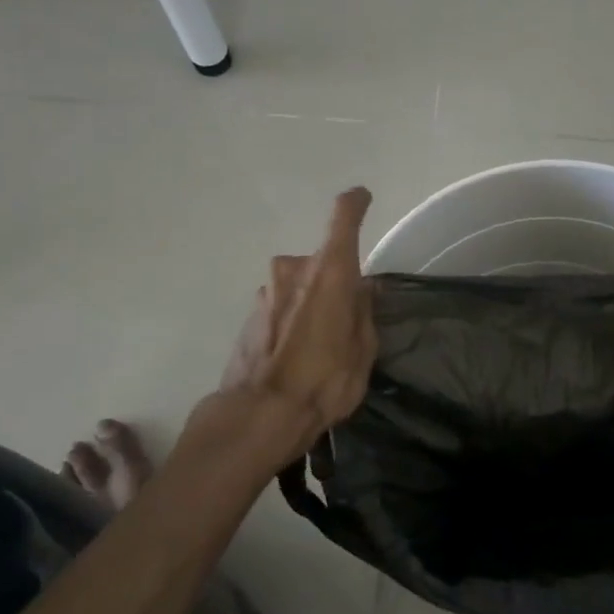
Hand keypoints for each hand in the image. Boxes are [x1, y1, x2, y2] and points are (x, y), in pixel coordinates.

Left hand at [210, 188, 376, 457]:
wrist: (260, 415)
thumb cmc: (325, 380)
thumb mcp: (364, 349)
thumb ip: (364, 312)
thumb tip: (362, 290)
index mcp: (330, 272)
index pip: (342, 218)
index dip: (354, 204)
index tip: (362, 197)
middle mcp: (294, 270)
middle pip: (322, 262)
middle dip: (335, 282)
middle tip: (346, 318)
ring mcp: (267, 292)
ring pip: (299, 286)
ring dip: (310, 303)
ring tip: (319, 345)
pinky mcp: (249, 316)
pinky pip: (281, 307)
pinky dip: (292, 320)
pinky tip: (296, 355)